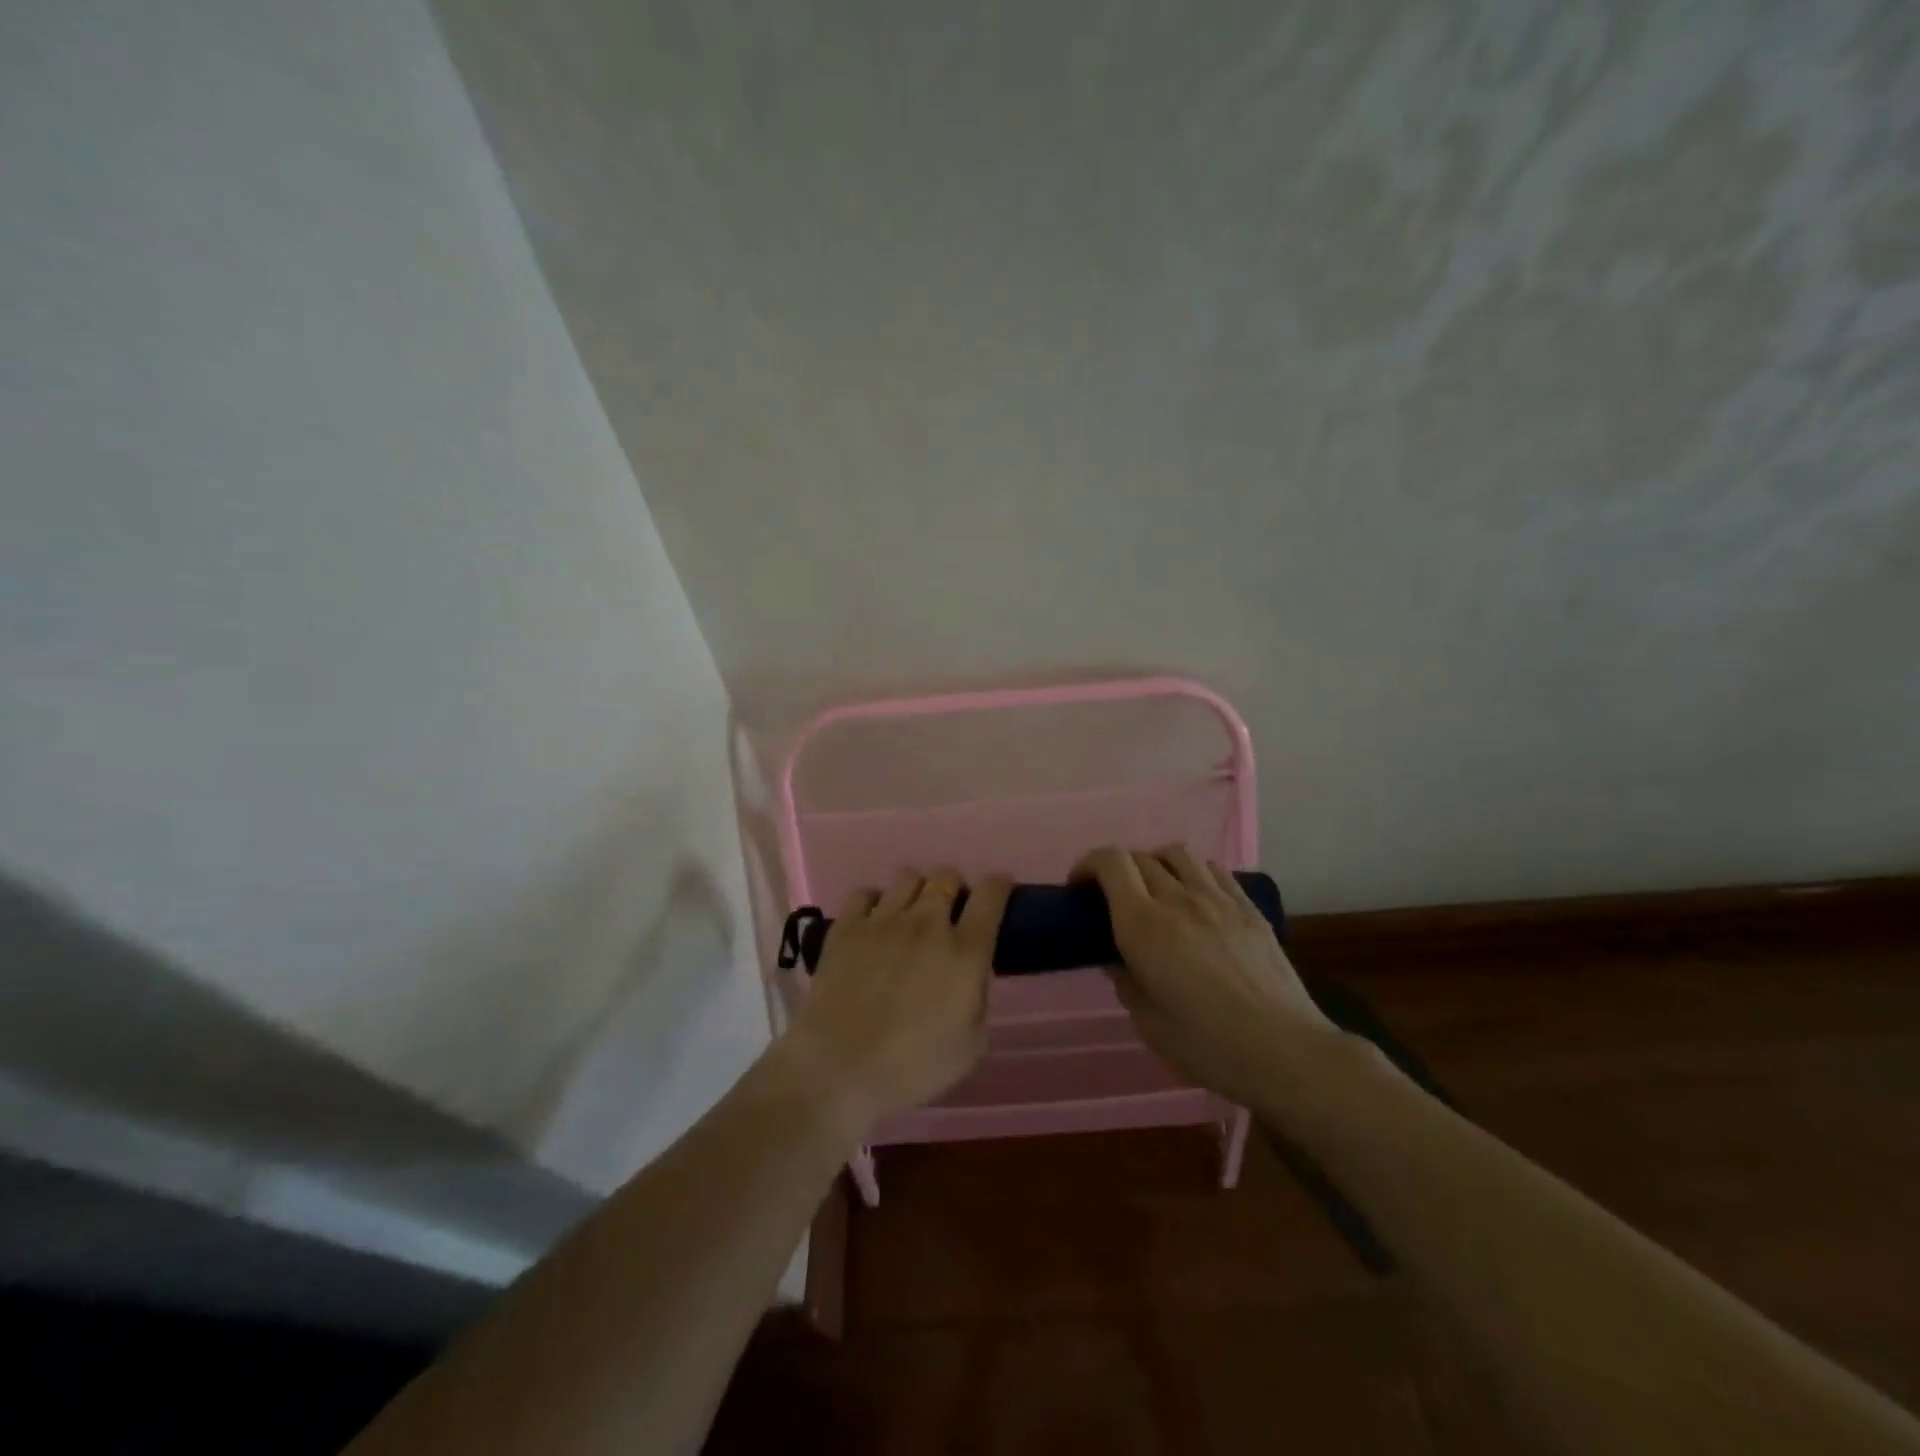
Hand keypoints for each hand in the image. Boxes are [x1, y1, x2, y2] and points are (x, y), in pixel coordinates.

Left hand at [783, 867, 1012, 1138]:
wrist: (840, 1069)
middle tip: (950, 912)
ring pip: (908, 877)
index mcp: (965, 951)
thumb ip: (979, 997)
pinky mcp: (846, 927)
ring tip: (911, 914)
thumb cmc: (914, 1067)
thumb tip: (973, 973)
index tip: (1000, 890)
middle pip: (947, 876)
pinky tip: (874, 921)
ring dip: (918, 890)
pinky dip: (875, 901)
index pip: (990, 894)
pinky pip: (865, 893)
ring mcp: (883, 921)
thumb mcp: (971, 1044)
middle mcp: (927, 924)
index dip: (999, 885)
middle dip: (954, 888)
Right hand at [1073, 845, 1337, 1108]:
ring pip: (1178, 854)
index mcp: (1143, 925)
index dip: (1088, 865)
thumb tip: (1120, 961)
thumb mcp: (1148, 1024)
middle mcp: (1178, 899)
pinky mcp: (1248, 908)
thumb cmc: (1207, 1045)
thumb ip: (1127, 983)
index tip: (1079, 888)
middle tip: (1113, 898)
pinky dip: (1193, 872)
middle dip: (1118, 870)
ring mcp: (1218, 899)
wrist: (1285, 1051)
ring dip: (1157, 863)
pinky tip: (1196, 897)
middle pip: (1140, 857)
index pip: (1111, 863)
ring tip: (1156, 890)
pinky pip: (1214, 870)